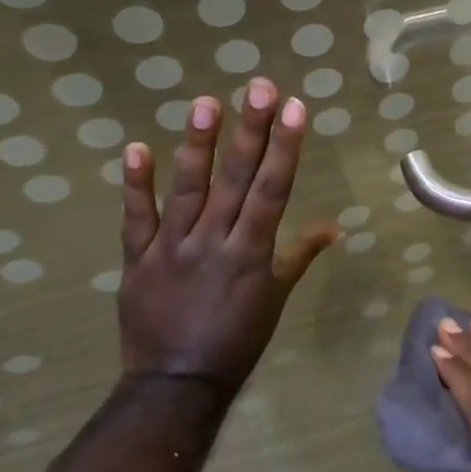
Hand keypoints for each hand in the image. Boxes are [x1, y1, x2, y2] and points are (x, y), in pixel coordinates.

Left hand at [117, 78, 337, 396]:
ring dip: (198, 146)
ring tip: (205, 102)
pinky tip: (136, 148)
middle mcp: (214, 242)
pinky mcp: (138, 260)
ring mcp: (173, 249)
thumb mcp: (277, 296)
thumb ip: (300, 254)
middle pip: (236, 180)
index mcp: (252, 252)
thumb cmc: (237, 339)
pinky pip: (136, 219)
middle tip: (259, 87)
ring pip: (187, 190)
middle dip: (251, 131)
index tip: (295, 108)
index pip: (273, 190)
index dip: (285, 147)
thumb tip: (336, 226)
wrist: (177, 384)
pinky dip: (135, 186)